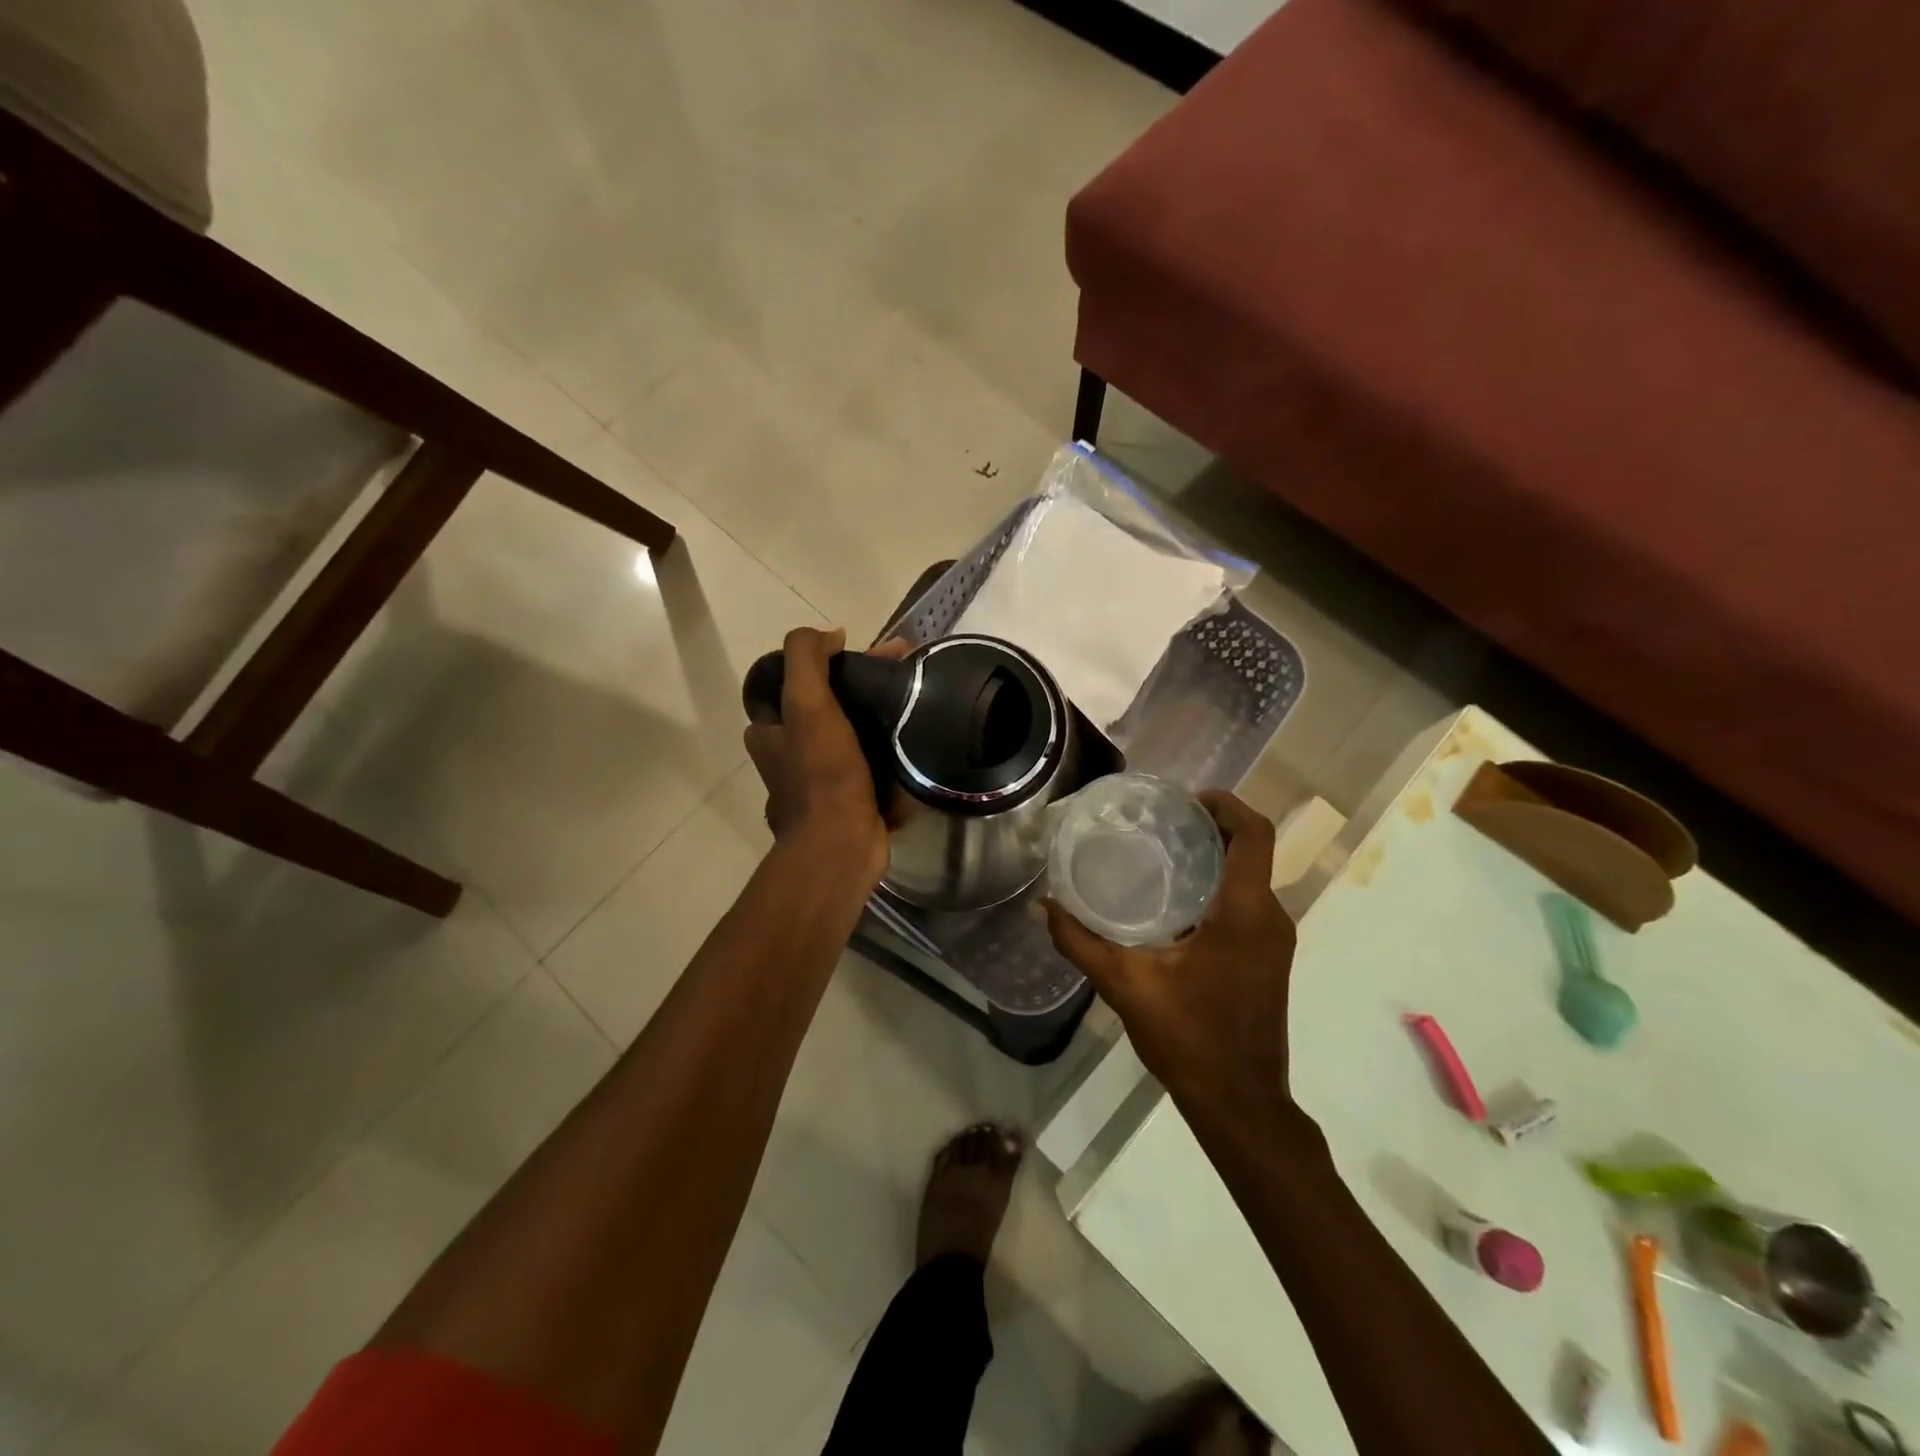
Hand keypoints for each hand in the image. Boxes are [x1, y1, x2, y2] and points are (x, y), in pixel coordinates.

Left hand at [743, 627, 903, 891]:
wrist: (843, 843)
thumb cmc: (822, 772)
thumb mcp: (806, 703)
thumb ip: (807, 658)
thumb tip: (830, 634)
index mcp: (769, 733)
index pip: (794, 683)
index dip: (827, 661)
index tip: (861, 651)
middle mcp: (789, 756)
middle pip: (826, 705)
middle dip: (860, 684)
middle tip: (900, 669)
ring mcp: (821, 781)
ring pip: (851, 733)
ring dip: (878, 714)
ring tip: (914, 697)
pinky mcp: (850, 800)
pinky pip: (871, 762)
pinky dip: (889, 747)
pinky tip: (915, 734)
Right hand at [1046, 792, 1297, 1122]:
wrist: (1240, 1102)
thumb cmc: (1189, 1038)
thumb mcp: (1126, 986)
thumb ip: (1080, 942)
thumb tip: (1045, 906)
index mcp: (1246, 912)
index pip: (1254, 835)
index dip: (1226, 804)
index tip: (1186, 799)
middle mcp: (1271, 918)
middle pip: (1252, 850)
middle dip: (1212, 826)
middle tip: (1160, 822)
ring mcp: (1275, 940)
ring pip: (1252, 877)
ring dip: (1216, 856)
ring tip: (1162, 853)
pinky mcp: (1269, 958)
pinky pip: (1249, 903)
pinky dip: (1220, 886)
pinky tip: (1176, 901)